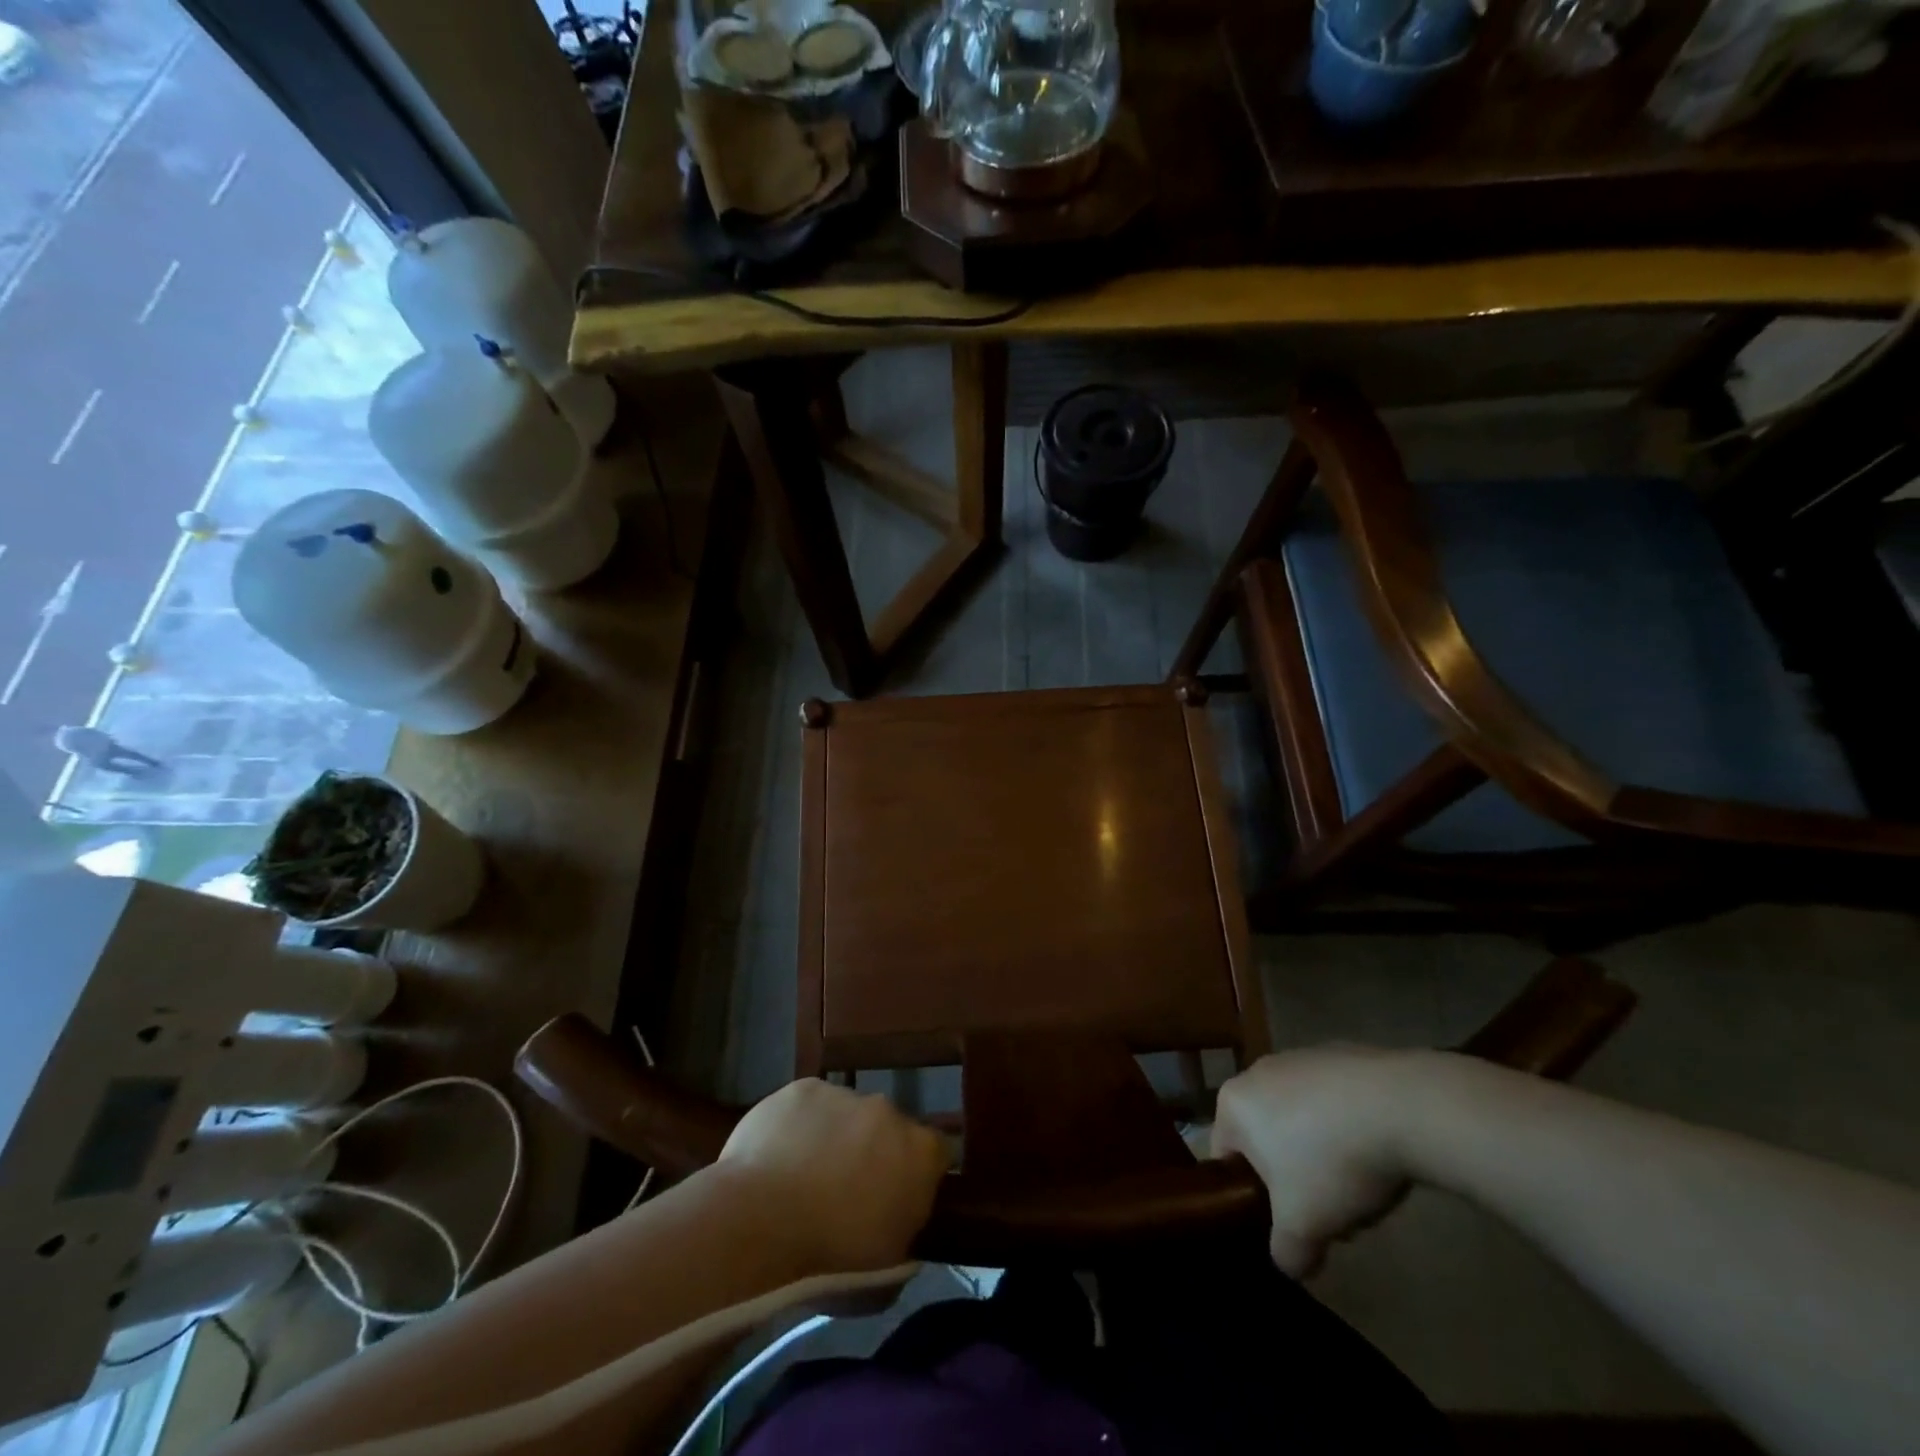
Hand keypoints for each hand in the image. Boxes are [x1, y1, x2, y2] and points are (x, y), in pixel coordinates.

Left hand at [718, 1078, 949, 1272]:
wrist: (759, 1223)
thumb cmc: (831, 1260)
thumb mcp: (887, 1276)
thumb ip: (905, 1239)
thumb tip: (898, 1227)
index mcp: (920, 1152)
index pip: (938, 1154)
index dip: (919, 1176)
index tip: (899, 1200)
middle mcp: (889, 1110)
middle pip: (889, 1130)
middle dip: (874, 1154)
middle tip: (846, 1194)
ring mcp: (843, 1094)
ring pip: (846, 1116)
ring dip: (835, 1139)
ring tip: (802, 1179)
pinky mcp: (801, 1088)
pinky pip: (808, 1107)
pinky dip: (799, 1127)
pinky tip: (777, 1158)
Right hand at [1211, 1047, 1418, 1278]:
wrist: (1400, 1107)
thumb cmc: (1331, 1162)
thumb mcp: (1303, 1228)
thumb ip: (1286, 1253)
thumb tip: (1290, 1262)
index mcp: (1233, 1103)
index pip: (1226, 1157)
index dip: (1253, 1198)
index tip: (1287, 1223)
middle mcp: (1257, 1071)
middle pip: (1265, 1139)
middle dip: (1293, 1177)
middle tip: (1328, 1211)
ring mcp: (1299, 1057)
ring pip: (1300, 1119)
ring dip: (1321, 1153)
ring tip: (1361, 1184)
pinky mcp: (1338, 1054)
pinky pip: (1333, 1101)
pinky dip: (1348, 1126)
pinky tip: (1379, 1150)